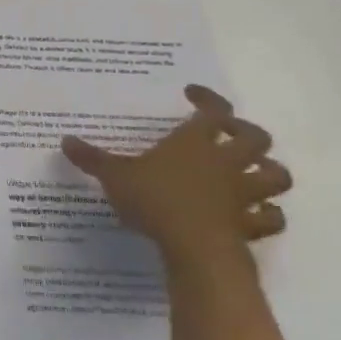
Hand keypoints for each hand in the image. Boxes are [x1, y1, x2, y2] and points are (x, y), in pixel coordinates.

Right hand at [60, 86, 290, 265]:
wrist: (194, 246)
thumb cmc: (154, 200)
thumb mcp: (114, 176)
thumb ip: (92, 158)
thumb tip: (65, 140)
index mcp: (195, 143)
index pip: (212, 111)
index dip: (207, 99)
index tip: (193, 93)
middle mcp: (226, 163)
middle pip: (255, 138)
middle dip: (245, 132)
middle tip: (227, 132)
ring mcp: (243, 194)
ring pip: (275, 175)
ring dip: (269, 170)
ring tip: (254, 171)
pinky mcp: (250, 225)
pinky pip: (270, 217)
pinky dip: (268, 214)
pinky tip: (257, 214)